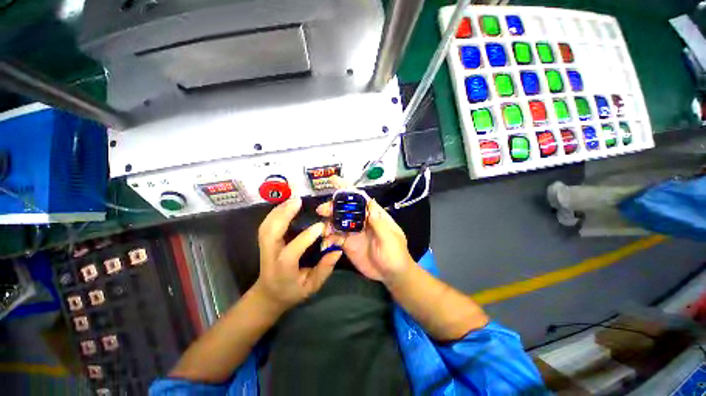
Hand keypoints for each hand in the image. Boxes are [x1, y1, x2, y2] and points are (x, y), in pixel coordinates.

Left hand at [255, 197, 342, 311]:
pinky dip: (275, 213)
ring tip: (294, 200)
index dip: (306, 238)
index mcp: (283, 270)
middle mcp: (270, 257)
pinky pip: (266, 224)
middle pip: (271, 233)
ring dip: (279, 210)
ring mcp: (264, 248)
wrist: (268, 294)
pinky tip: (285, 205)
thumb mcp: (312, 286)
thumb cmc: (292, 291)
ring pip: (266, 226)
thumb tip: (337, 250)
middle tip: (299, 202)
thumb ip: (324, 269)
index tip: (321, 226)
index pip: (292, 252)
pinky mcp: (264, 242)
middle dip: (284, 215)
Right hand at [317, 177, 414, 283]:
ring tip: (321, 229)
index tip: (334, 180)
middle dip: (333, 207)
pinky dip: (328, 238)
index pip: (360, 198)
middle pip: (345, 209)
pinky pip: (335, 237)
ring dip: (328, 222)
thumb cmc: (395, 254)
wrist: (392, 275)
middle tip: (322, 210)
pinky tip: (325, 242)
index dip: (347, 188)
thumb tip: (370, 201)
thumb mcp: (390, 239)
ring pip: (337, 222)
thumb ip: (379, 223)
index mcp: (373, 215)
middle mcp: (362, 220)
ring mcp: (354, 232)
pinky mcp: (348, 243)